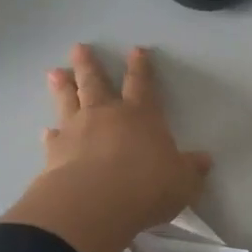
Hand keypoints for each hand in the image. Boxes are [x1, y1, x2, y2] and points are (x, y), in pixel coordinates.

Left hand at [2, 46, 210, 251]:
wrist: (94, 204)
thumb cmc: (146, 187)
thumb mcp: (182, 181)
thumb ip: (191, 169)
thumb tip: (204, 160)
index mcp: (141, 116)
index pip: (142, 85)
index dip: (140, 68)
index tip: (136, 51)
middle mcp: (107, 116)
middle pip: (96, 83)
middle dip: (89, 65)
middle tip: (79, 48)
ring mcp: (77, 131)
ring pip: (68, 101)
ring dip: (63, 86)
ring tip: (55, 72)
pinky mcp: (55, 153)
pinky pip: (53, 138)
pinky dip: (50, 134)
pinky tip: (46, 131)